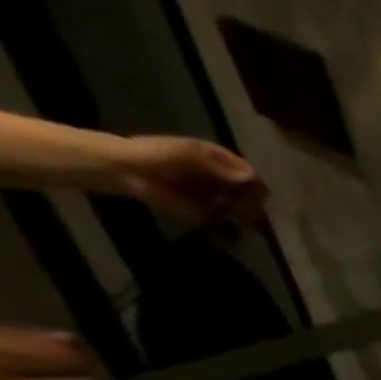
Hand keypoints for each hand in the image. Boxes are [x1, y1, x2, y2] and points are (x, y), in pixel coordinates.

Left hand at [107, 136, 266, 226]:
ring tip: (229, 215)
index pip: (251, 174)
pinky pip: (232, 223)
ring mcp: (220, 197)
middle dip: (250, 202)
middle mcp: (225, 179)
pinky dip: (233, 226)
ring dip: (243, 215)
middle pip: (255, 194)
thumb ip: (215, 164)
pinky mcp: (212, 214)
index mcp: (221, 160)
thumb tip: (252, 177)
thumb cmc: (152, 155)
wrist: (126, 172)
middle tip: (239, 208)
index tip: (251, 192)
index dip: (255, 184)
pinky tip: (223, 222)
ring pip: (248, 210)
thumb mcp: (183, 153)